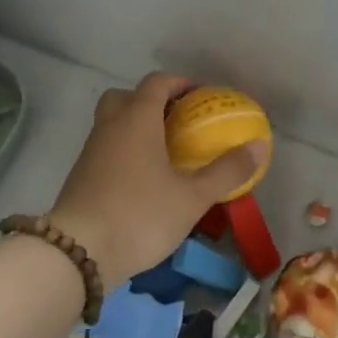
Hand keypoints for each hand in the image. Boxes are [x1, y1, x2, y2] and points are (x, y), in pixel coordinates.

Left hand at [48, 72, 266, 289]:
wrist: (77, 254)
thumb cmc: (140, 214)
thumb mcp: (192, 197)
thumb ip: (227, 170)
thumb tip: (259, 145)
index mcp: (137, 119)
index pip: (158, 82)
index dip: (181, 83)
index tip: (203, 95)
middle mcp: (110, 126)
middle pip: (126, 96)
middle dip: (152, 101)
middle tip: (178, 121)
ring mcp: (90, 151)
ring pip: (112, 123)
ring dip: (136, 127)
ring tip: (164, 152)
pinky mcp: (80, 177)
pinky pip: (105, 148)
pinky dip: (124, 151)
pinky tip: (142, 179)